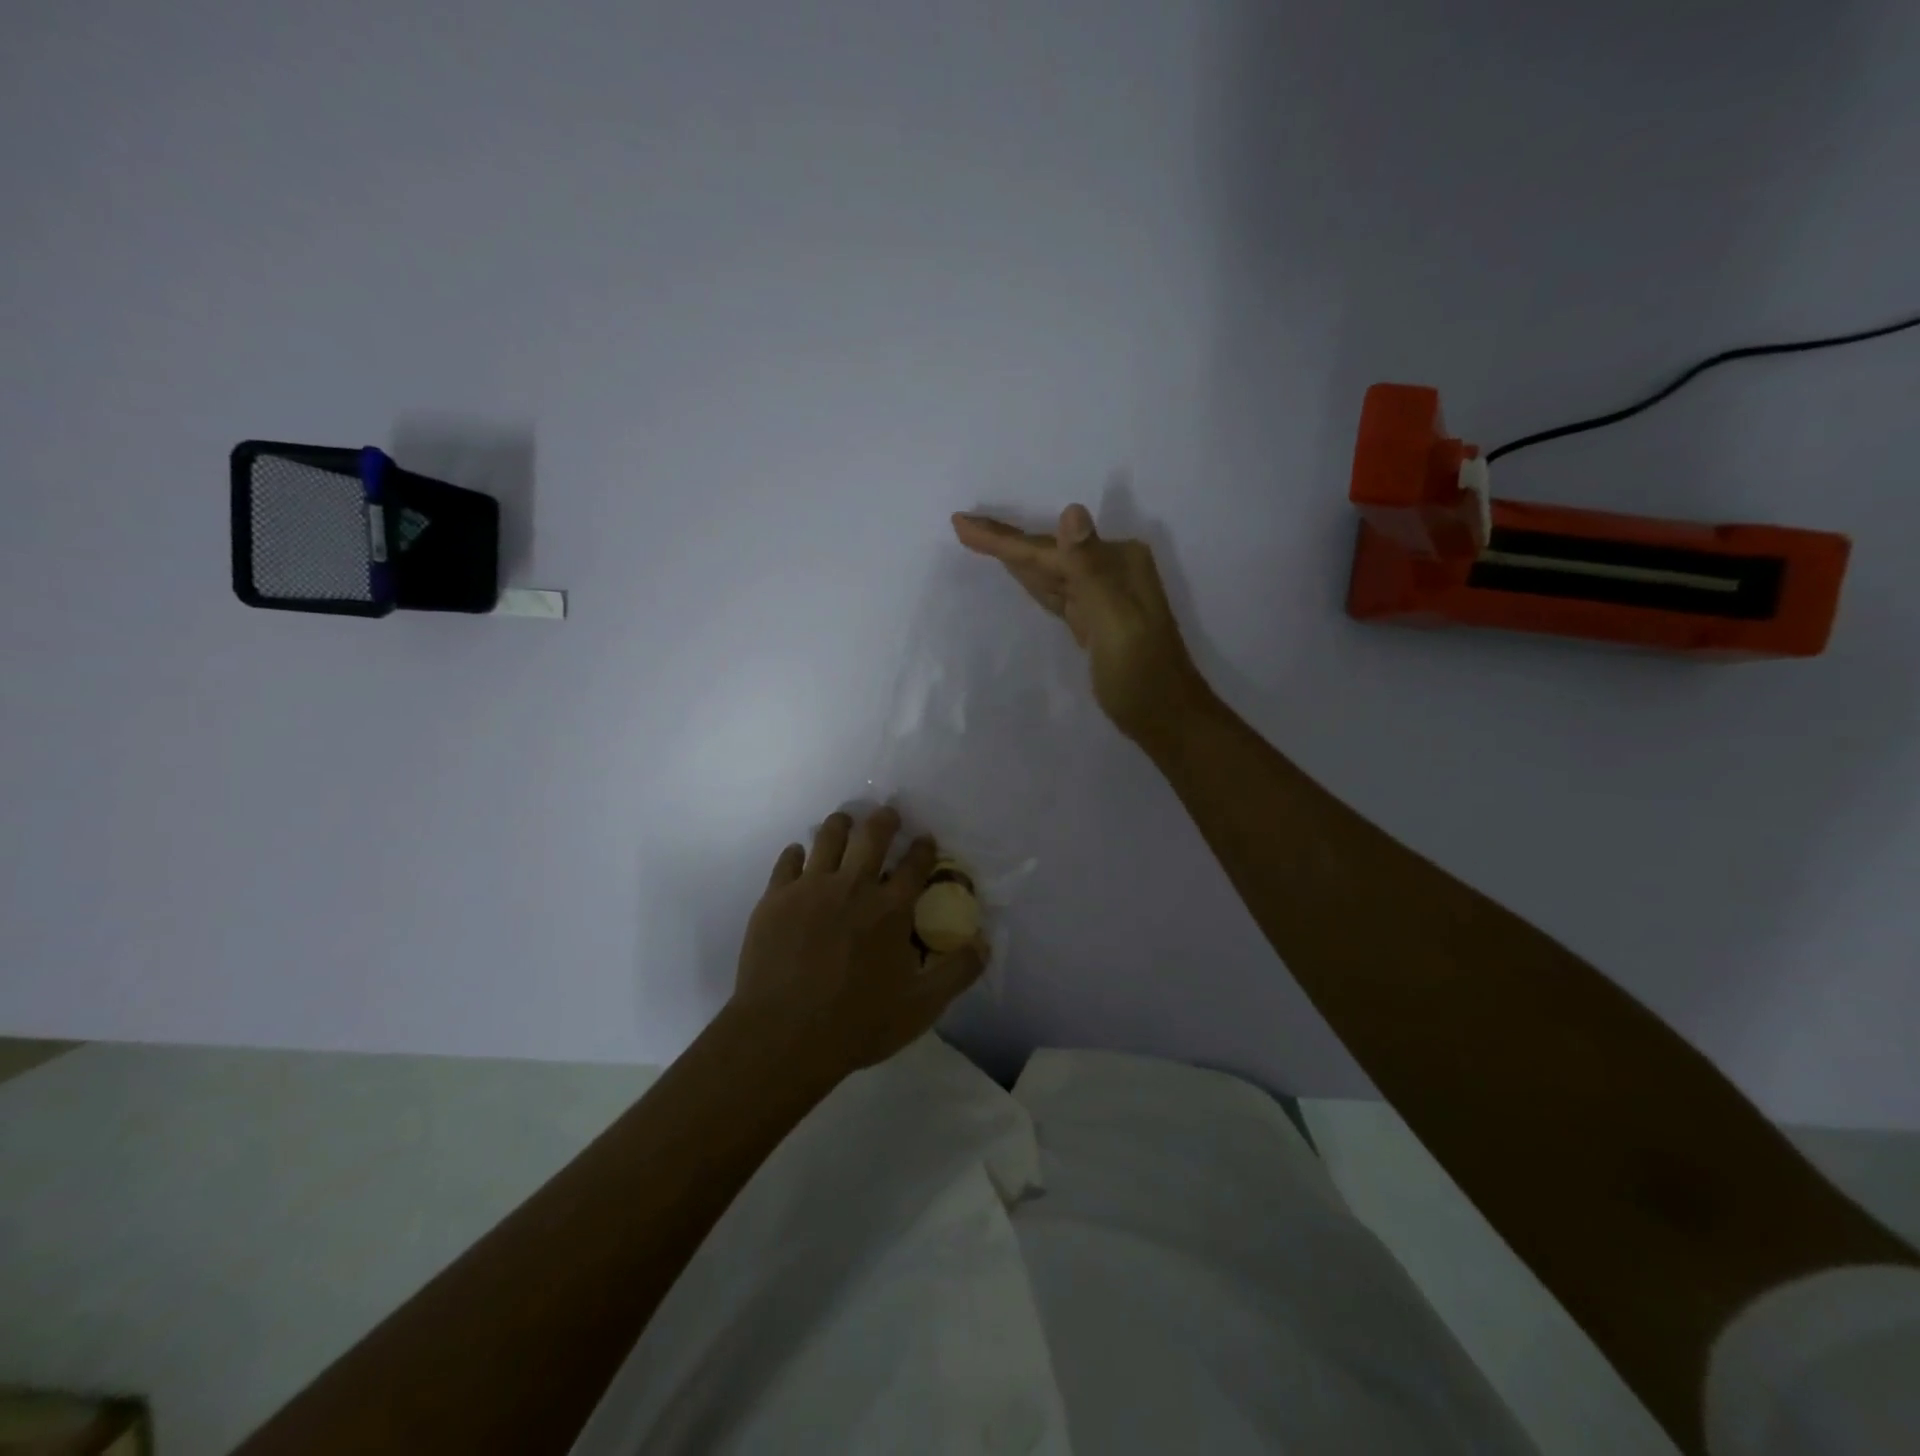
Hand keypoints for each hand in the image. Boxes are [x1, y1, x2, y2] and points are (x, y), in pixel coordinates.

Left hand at [732, 807, 985, 1075]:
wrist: (783, 1035)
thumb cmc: (857, 1023)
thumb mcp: (921, 1006)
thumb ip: (957, 972)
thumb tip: (984, 942)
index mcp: (891, 908)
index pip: (915, 864)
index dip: (923, 847)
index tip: (925, 839)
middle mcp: (853, 886)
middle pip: (872, 836)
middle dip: (885, 820)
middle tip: (888, 814)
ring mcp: (810, 888)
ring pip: (828, 838)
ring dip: (841, 825)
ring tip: (845, 821)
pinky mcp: (776, 898)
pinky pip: (788, 861)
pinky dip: (798, 853)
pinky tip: (800, 854)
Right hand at [952, 504, 1209, 747]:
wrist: (1167, 719)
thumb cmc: (1141, 676)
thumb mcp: (1115, 621)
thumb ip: (1089, 569)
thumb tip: (1072, 512)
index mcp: (1117, 563)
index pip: (1049, 550)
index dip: (1003, 538)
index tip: (961, 523)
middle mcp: (1112, 569)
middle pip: (1047, 554)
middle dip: (1005, 541)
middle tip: (962, 525)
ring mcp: (1104, 594)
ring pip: (1049, 570)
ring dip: (1015, 556)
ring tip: (977, 539)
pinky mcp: (1094, 619)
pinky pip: (1056, 590)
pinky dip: (1034, 581)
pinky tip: (1019, 574)